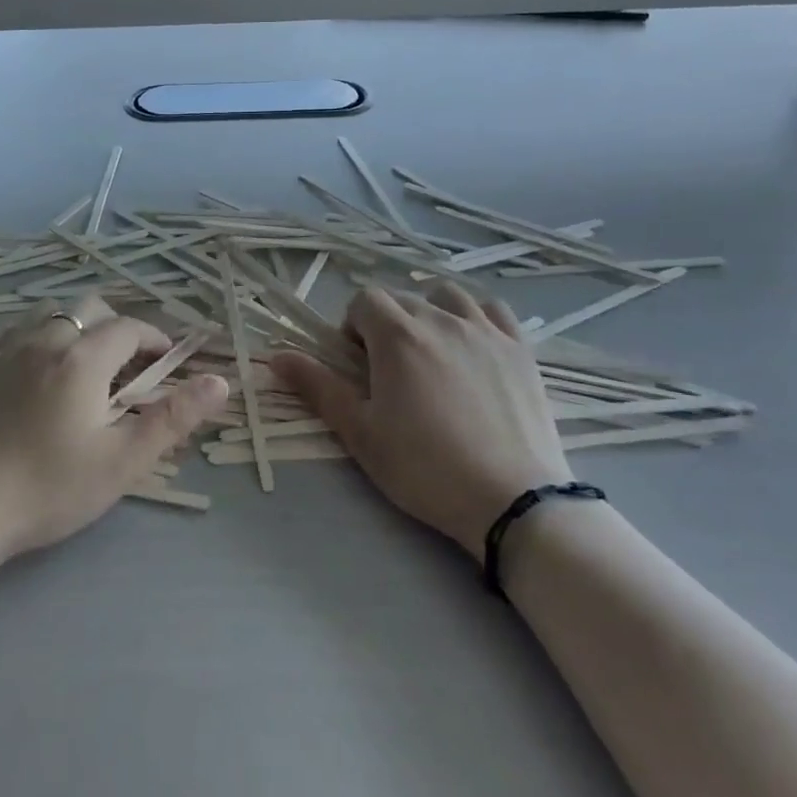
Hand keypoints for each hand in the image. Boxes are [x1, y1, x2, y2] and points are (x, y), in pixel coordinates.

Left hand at [0, 295, 227, 566]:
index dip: (154, 338)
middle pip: (90, 308)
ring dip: (77, 326)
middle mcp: (44, 342)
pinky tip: (39, 368)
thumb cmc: (48, 489)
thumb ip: (173, 418)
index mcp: (82, 359)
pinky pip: (17, 331)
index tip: (166, 361)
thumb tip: (220, 382)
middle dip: (118, 327)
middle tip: (129, 366)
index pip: (128, 328)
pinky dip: (40, 336)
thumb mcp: (122, 462)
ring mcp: (6, 352)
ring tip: (85, 364)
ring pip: (51, 313)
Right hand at [271, 284, 570, 561]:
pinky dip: (475, 316)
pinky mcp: (520, 348)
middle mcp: (441, 319)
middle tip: (391, 372)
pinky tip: (472, 343)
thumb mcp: (360, 433)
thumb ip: (318, 388)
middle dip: (386, 324)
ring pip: (447, 296)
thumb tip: (277, 356)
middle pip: (402, 298)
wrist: (511, 501)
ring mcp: (486, 330)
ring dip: (429, 312)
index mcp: (398, 336)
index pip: (364, 300)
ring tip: (430, 351)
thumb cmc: (425, 468)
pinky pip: (492, 310)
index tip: (359, 366)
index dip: (353, 328)